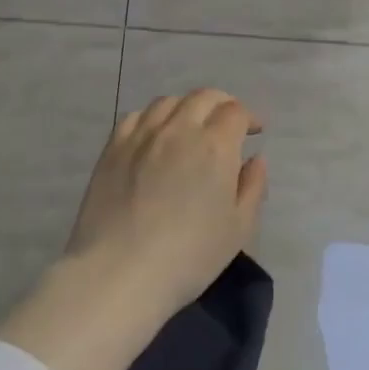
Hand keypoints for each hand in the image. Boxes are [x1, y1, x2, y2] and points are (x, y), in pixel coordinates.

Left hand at [63, 89, 267, 318]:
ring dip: (187, 108)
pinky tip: (155, 136)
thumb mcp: (239, 228)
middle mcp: (179, 129)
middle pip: (203, 97)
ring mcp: (141, 135)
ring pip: (168, 102)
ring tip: (191, 127)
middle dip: (222, 105)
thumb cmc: (189, 256)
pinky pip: (136, 117)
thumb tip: (255, 159)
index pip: (236, 112)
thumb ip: (253, 187)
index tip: (254, 131)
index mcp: (215, 145)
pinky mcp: (113, 148)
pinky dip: (153, 118)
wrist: (120, 272)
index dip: (249, 117)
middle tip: (227, 124)